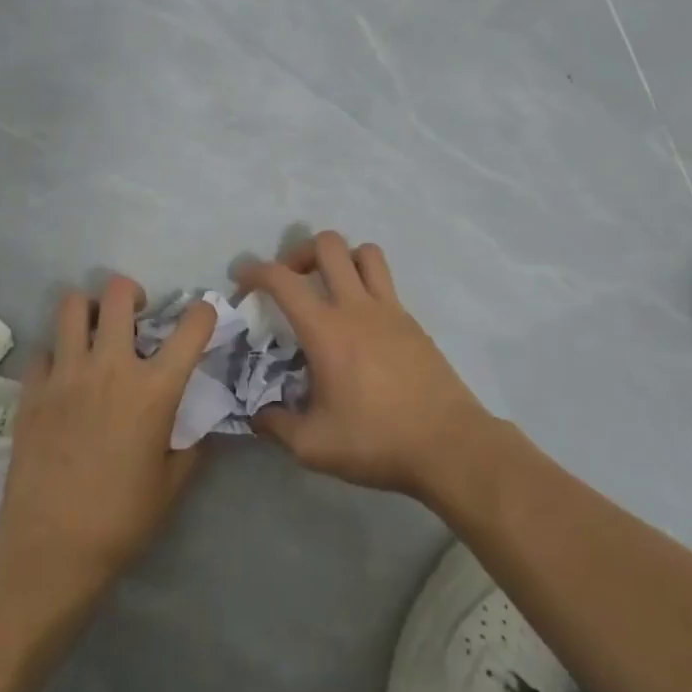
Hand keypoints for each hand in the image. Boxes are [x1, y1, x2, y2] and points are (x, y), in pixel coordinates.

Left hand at [0, 276, 215, 597]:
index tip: (201, 316)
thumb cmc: (121, 520)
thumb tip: (196, 426)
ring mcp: (65, 374)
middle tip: (134, 315)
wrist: (51, 549)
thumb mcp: (171, 484)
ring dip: (88, 311)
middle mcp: (111, 367)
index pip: (191, 327)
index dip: (203, 312)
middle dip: (132, 293)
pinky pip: (43, 349)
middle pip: (119, 293)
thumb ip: (189, 446)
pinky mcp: (32, 390)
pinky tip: (61, 377)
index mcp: (154, 389)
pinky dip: (55, 355)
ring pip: (72, 306)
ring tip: (93, 332)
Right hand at [240, 231, 495, 497]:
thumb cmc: (377, 441)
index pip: (282, 279)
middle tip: (291, 282)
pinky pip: (385, 280)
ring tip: (329, 288)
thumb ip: (277, 425)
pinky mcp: (412, 321)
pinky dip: (365, 282)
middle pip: (327, 244)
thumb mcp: (314, 447)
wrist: (449, 445)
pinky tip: (360, 321)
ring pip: (364, 252)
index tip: (242, 280)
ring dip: (340, 259)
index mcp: (326, 330)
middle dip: (299, 252)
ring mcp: (389, 309)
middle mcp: (356, 307)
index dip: (255, 270)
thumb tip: (258, 414)